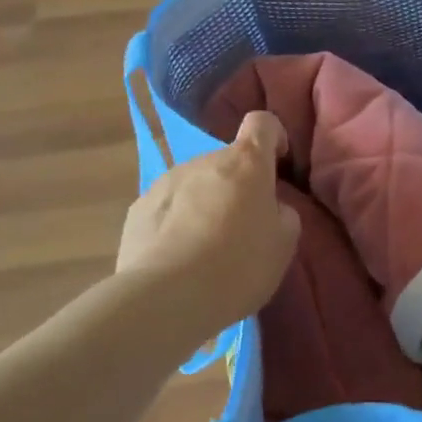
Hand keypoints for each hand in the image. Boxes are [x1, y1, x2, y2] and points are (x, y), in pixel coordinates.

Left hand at [117, 111, 300, 330]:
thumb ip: (283, 214)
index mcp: (245, 163)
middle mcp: (203, 161)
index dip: (274, 137)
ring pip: (195, 185)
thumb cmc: (239, 265)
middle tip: (243, 228)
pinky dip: (176, 224)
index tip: (278, 164)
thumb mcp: (284, 244)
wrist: (167, 299)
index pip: (262, 123)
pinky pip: (167, 208)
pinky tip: (178, 260)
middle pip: (226, 162)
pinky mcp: (137, 210)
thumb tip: (271, 207)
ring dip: (205, 204)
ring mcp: (165, 182)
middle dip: (237, 186)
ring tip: (206, 249)